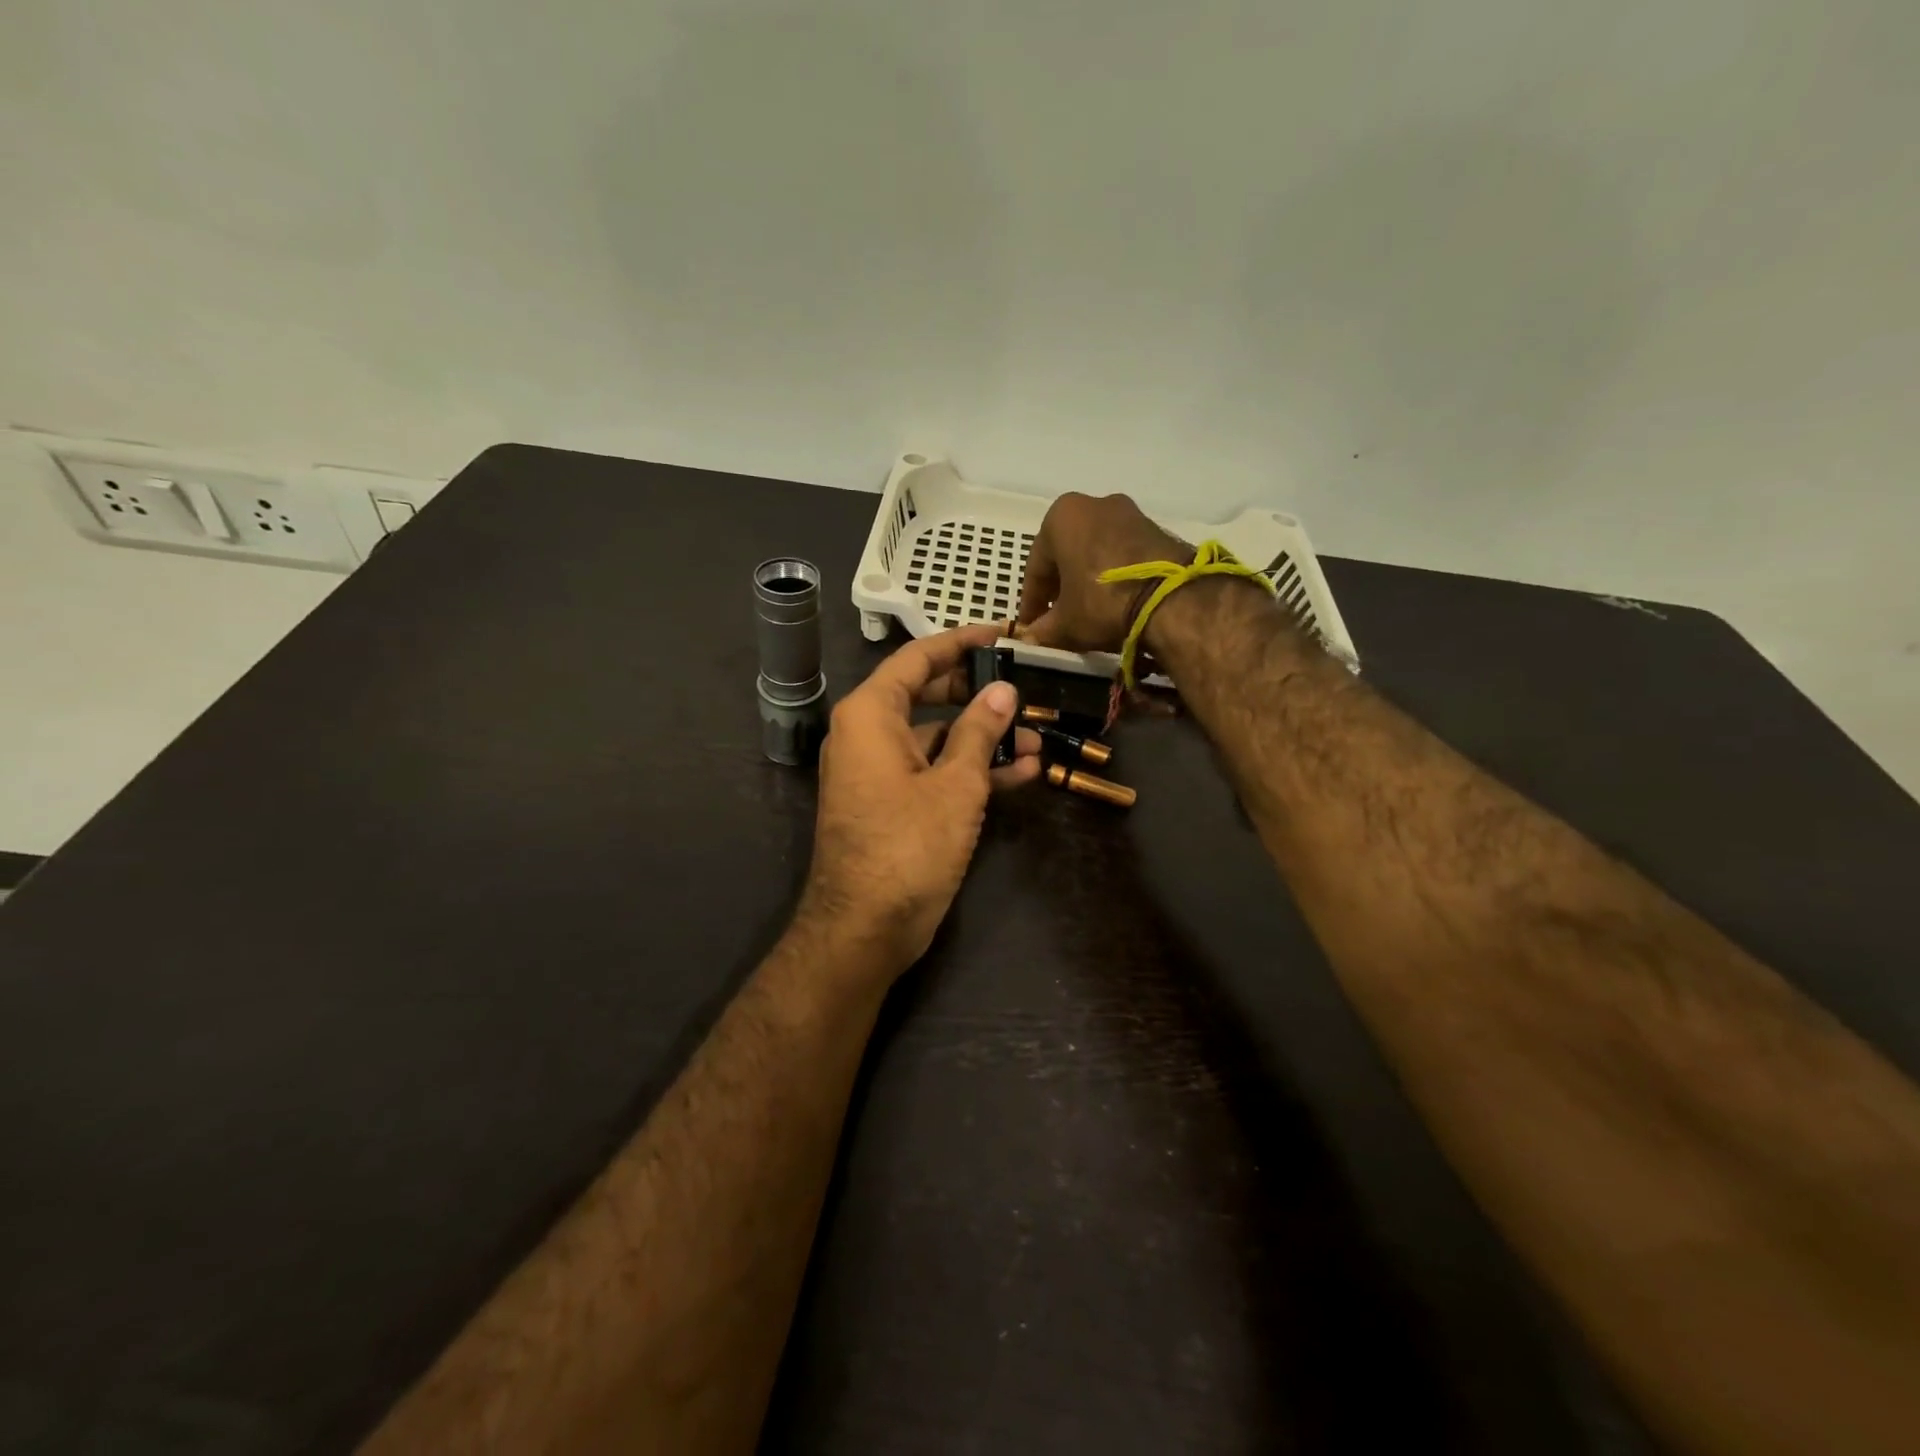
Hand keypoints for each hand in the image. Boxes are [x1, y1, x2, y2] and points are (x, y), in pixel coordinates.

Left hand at [799, 623, 1040, 972]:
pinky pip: (933, 772)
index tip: (1002, 635)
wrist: (864, 928)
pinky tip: (1022, 774)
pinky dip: (971, 771)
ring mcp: (879, 771)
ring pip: (937, 738)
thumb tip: (1002, 691)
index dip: (961, 643)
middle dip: (980, 696)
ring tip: (1038, 741)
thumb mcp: (955, 784)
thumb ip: (980, 731)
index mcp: (870, 714)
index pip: (918, 658)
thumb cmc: (907, 845)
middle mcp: (868, 734)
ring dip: (985, 740)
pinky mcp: (893, 803)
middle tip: (1026, 690)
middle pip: (929, 696)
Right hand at [1014, 492, 1189, 652]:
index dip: (1031, 602)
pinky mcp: (1156, 529)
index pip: (1036, 566)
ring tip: (1086, 613)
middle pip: (1066, 553)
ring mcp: (1129, 513)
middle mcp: (1093, 503)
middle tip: (1056, 618)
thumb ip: (1042, 630)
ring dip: (1086, 580)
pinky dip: (1112, 576)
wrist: (1172, 599)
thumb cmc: (1101, 602)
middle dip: (1060, 587)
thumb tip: (1031, 638)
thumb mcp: (1064, 624)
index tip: (1030, 626)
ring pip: (1095, 552)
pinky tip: (1113, 602)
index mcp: (1061, 516)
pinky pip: (1121, 554)